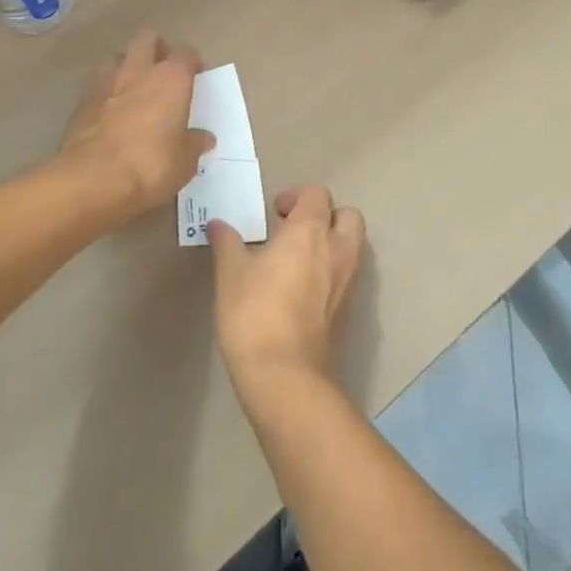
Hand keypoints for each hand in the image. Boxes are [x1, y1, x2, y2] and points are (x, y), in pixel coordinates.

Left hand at [61, 31, 212, 225]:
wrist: (91, 179)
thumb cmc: (150, 166)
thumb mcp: (184, 163)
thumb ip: (194, 144)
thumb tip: (204, 138)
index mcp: (171, 79)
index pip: (186, 53)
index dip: (192, 62)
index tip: (196, 76)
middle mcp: (139, 71)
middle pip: (148, 38)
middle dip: (157, 49)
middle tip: (163, 71)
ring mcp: (106, 82)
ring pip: (118, 56)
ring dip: (127, 65)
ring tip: (133, 87)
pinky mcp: (81, 100)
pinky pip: (97, 83)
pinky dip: (106, 90)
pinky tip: (110, 110)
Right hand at [210, 185, 364, 411]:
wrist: (286, 376)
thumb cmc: (254, 313)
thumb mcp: (231, 273)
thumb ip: (227, 243)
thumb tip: (218, 225)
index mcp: (310, 230)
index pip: (317, 194)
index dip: (296, 196)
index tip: (274, 213)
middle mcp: (338, 249)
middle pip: (348, 215)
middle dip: (326, 216)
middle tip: (295, 230)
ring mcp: (349, 281)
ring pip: (352, 246)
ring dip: (332, 243)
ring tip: (297, 260)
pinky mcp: (349, 310)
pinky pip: (348, 275)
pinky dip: (332, 271)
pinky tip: (302, 289)